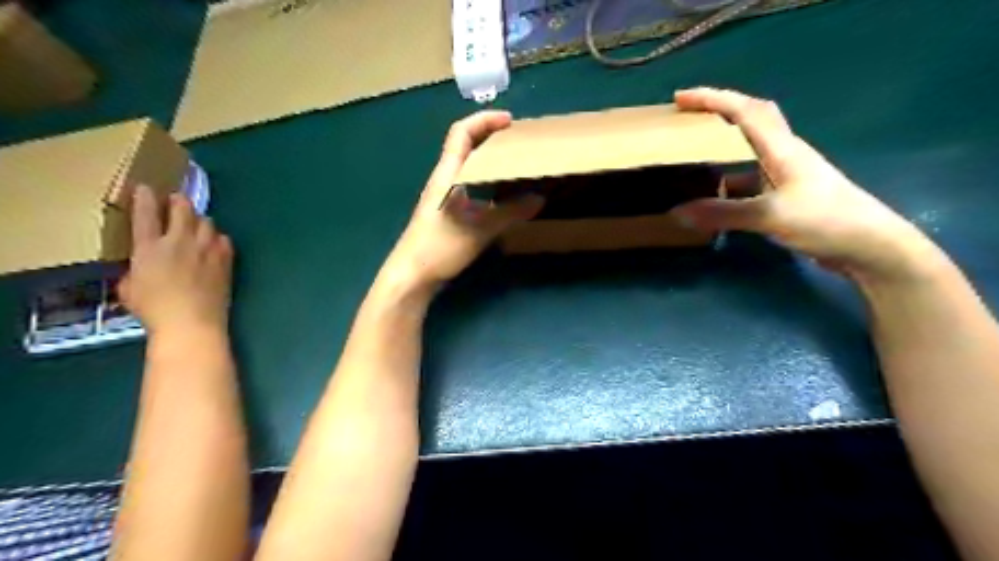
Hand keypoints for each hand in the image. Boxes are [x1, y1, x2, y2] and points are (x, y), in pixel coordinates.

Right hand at [119, 183, 233, 336]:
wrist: (192, 322)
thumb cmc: (154, 310)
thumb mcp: (129, 289)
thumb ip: (134, 271)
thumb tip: (141, 266)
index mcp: (149, 247)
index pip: (145, 213)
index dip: (145, 197)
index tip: (145, 188)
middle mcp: (179, 242)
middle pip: (182, 209)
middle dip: (178, 201)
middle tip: (176, 200)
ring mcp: (206, 249)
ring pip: (206, 221)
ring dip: (199, 219)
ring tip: (195, 224)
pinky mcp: (225, 260)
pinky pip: (224, 239)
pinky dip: (217, 238)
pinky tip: (214, 244)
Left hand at [379, 109, 543, 291]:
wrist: (411, 275)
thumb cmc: (439, 248)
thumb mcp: (478, 230)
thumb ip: (509, 214)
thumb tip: (539, 199)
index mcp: (447, 175)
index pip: (461, 133)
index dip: (484, 120)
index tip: (510, 121)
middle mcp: (444, 179)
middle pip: (465, 145)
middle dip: (491, 136)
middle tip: (518, 142)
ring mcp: (443, 196)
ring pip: (467, 166)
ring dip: (488, 159)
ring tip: (514, 163)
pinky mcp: (446, 212)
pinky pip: (468, 185)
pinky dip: (486, 180)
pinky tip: (500, 194)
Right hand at [671, 87, 945, 285]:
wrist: (869, 246)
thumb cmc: (825, 220)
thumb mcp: (770, 216)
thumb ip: (723, 213)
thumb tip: (678, 213)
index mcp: (782, 148)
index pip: (744, 111)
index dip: (712, 99)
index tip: (680, 98)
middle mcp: (783, 153)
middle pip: (750, 119)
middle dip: (718, 111)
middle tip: (686, 118)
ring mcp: (786, 174)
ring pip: (748, 149)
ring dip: (722, 145)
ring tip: (692, 153)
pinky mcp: (786, 194)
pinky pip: (750, 178)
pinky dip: (728, 180)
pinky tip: (712, 195)